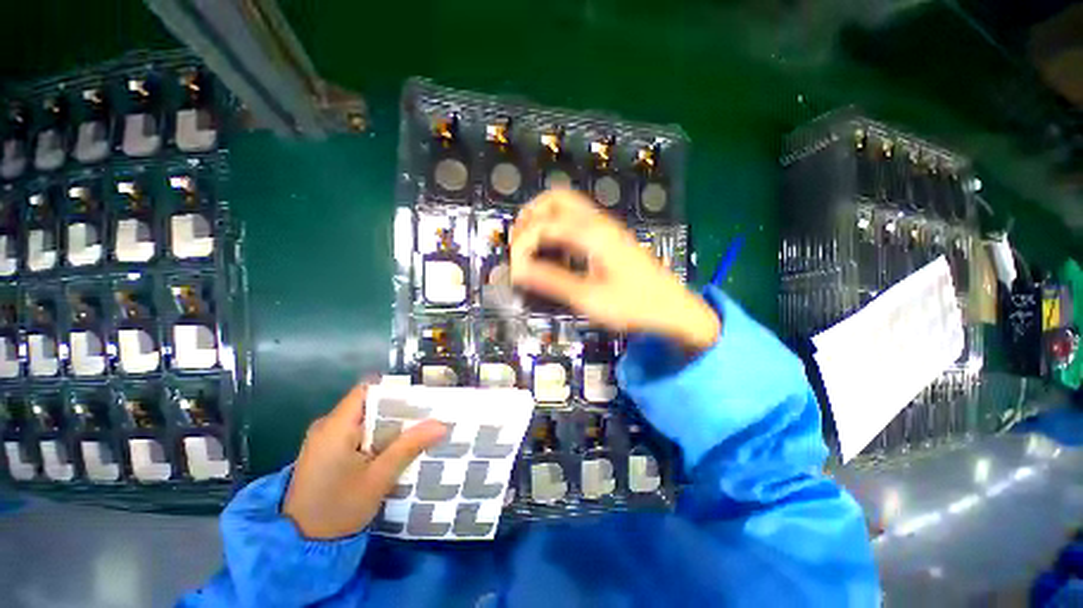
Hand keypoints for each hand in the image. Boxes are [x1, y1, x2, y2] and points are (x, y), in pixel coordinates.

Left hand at [282, 383, 447, 539]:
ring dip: (388, 426)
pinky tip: (393, 449)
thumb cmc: (337, 510)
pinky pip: (355, 434)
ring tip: (417, 431)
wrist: (299, 547)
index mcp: (335, 427)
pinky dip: (375, 437)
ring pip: (363, 420)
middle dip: (397, 410)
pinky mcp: (324, 453)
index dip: (394, 391)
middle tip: (426, 417)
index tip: (420, 399)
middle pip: (368, 404)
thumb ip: (408, 447)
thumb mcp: (378, 478)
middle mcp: (326, 427)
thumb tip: (441, 424)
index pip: (367, 390)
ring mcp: (323, 440)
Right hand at [510, 189, 719, 352]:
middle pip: (556, 198)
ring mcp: (606, 226)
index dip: (523, 245)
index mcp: (592, 234)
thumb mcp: (589, 299)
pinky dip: (557, 224)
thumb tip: (517, 271)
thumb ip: (552, 282)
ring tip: (530, 244)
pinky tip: (554, 247)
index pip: (544, 226)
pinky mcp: (610, 235)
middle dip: (530, 216)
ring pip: (567, 204)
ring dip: (543, 217)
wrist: (672, 308)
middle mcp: (598, 222)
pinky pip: (577, 217)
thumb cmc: (632, 306)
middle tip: (518, 244)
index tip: (515, 270)